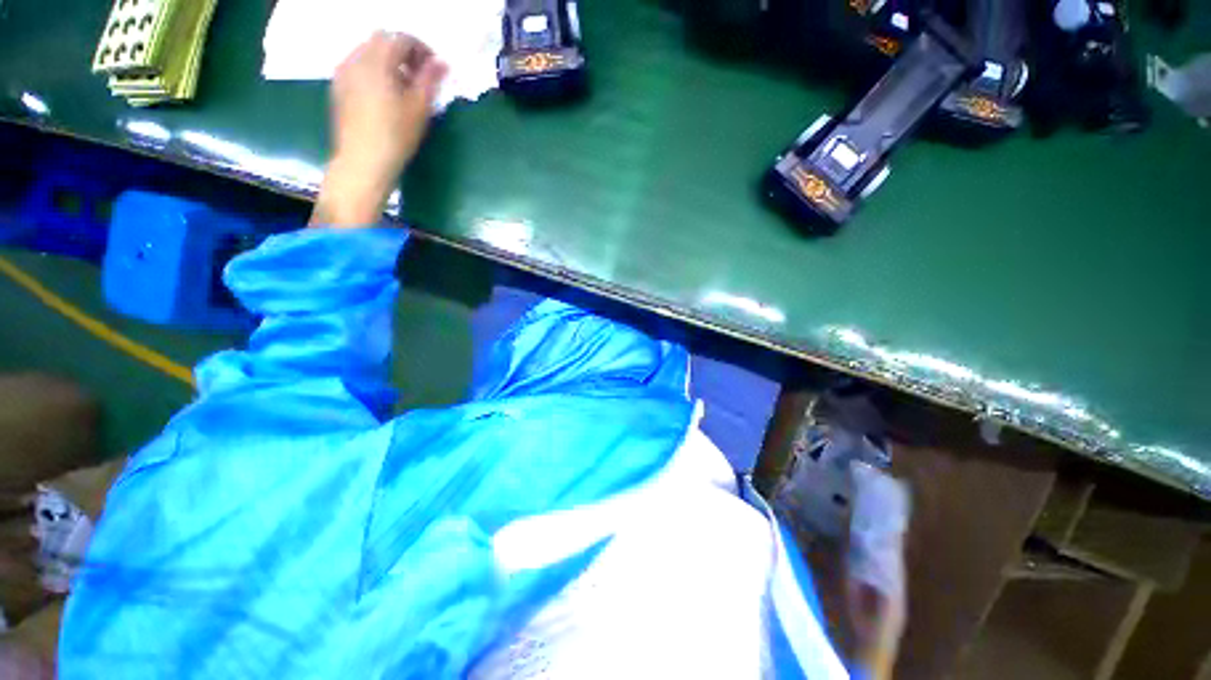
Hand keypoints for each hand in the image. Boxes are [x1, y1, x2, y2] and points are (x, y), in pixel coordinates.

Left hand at [312, 32, 447, 226]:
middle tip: (419, 75)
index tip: (434, 68)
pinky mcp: (338, 87)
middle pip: (382, 40)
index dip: (421, 49)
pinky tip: (385, 94)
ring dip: (388, 60)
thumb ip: (429, 80)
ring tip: (403, 87)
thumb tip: (441, 63)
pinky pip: (358, 66)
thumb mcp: (419, 109)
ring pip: (368, 51)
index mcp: (377, 61)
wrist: (363, 162)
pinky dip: (374, 70)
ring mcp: (343, 72)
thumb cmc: (395, 137)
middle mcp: (356, 59)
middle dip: (403, 52)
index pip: (401, 39)